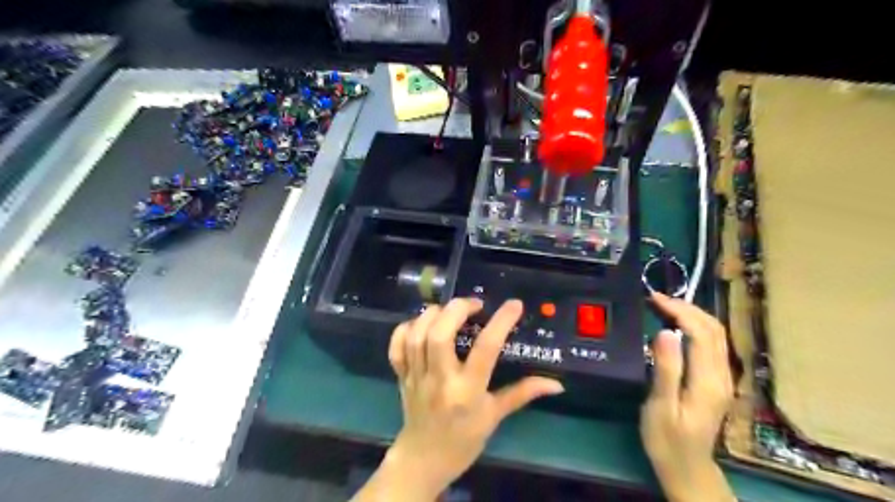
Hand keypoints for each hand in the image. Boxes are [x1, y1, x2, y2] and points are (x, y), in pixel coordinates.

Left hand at [355, 301, 557, 500]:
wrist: (424, 460)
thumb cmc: (464, 439)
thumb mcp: (495, 416)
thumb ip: (523, 394)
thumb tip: (556, 384)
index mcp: (467, 391)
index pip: (485, 349)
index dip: (501, 322)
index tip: (514, 305)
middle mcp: (439, 379)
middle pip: (440, 334)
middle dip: (457, 309)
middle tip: (474, 304)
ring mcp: (416, 376)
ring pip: (417, 335)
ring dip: (433, 314)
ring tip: (450, 310)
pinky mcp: (401, 375)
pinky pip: (396, 346)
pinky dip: (406, 328)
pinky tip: (421, 323)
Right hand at [644, 293, 732, 500]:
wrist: (687, 468)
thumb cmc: (667, 439)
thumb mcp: (661, 406)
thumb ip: (666, 369)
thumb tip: (664, 332)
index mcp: (708, 381)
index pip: (700, 333)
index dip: (679, 311)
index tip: (654, 299)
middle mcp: (721, 376)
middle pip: (714, 329)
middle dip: (687, 308)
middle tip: (657, 298)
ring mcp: (723, 378)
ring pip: (716, 335)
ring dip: (693, 315)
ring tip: (665, 306)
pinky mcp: (717, 381)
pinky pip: (712, 344)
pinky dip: (696, 327)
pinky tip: (677, 326)